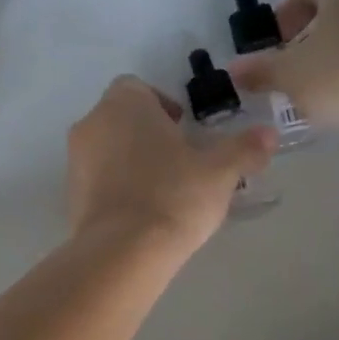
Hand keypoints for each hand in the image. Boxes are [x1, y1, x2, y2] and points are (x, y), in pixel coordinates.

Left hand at [66, 76, 274, 253]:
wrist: (122, 251)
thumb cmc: (173, 196)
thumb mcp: (220, 172)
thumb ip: (244, 149)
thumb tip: (268, 134)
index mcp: (124, 104)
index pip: (137, 88)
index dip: (162, 105)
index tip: (184, 131)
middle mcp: (92, 124)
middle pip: (120, 118)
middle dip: (147, 134)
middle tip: (178, 161)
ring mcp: (75, 160)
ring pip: (106, 149)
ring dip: (129, 160)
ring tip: (162, 190)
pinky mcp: (69, 195)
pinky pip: (96, 180)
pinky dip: (115, 187)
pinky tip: (140, 212)